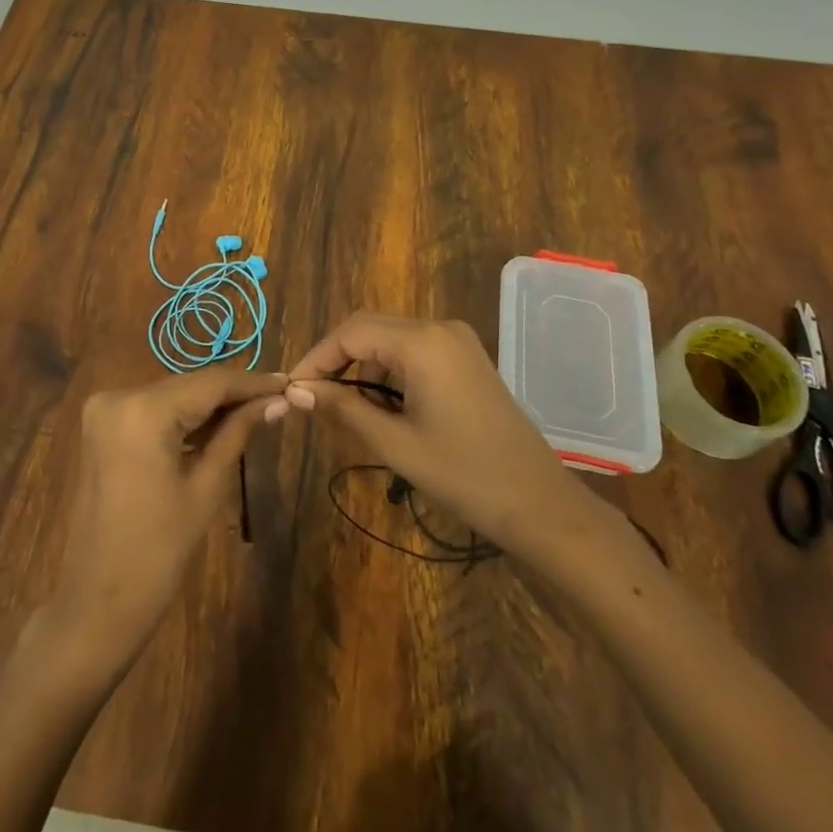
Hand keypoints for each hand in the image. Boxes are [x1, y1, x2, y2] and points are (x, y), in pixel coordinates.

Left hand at [45, 367, 287, 674]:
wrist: (98, 601)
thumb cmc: (158, 551)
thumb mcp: (206, 487)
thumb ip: (238, 433)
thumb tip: (277, 401)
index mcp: (143, 410)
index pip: (210, 382)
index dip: (252, 382)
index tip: (288, 383)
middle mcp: (118, 396)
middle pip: (188, 385)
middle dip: (232, 393)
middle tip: (277, 398)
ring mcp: (103, 410)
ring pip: (171, 395)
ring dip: (208, 404)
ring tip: (256, 409)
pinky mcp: (100, 427)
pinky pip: (151, 411)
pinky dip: (182, 416)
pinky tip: (216, 425)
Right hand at [289, 312, 584, 548]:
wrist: (539, 503)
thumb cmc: (463, 475)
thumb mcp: (394, 443)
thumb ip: (343, 409)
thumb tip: (297, 391)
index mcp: (422, 342)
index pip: (351, 333)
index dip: (316, 358)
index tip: (293, 390)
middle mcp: (439, 328)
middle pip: (369, 329)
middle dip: (337, 361)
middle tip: (312, 399)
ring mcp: (457, 342)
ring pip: (390, 341)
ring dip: (363, 369)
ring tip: (345, 411)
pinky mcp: (467, 359)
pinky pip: (414, 352)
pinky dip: (389, 373)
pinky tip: (382, 408)